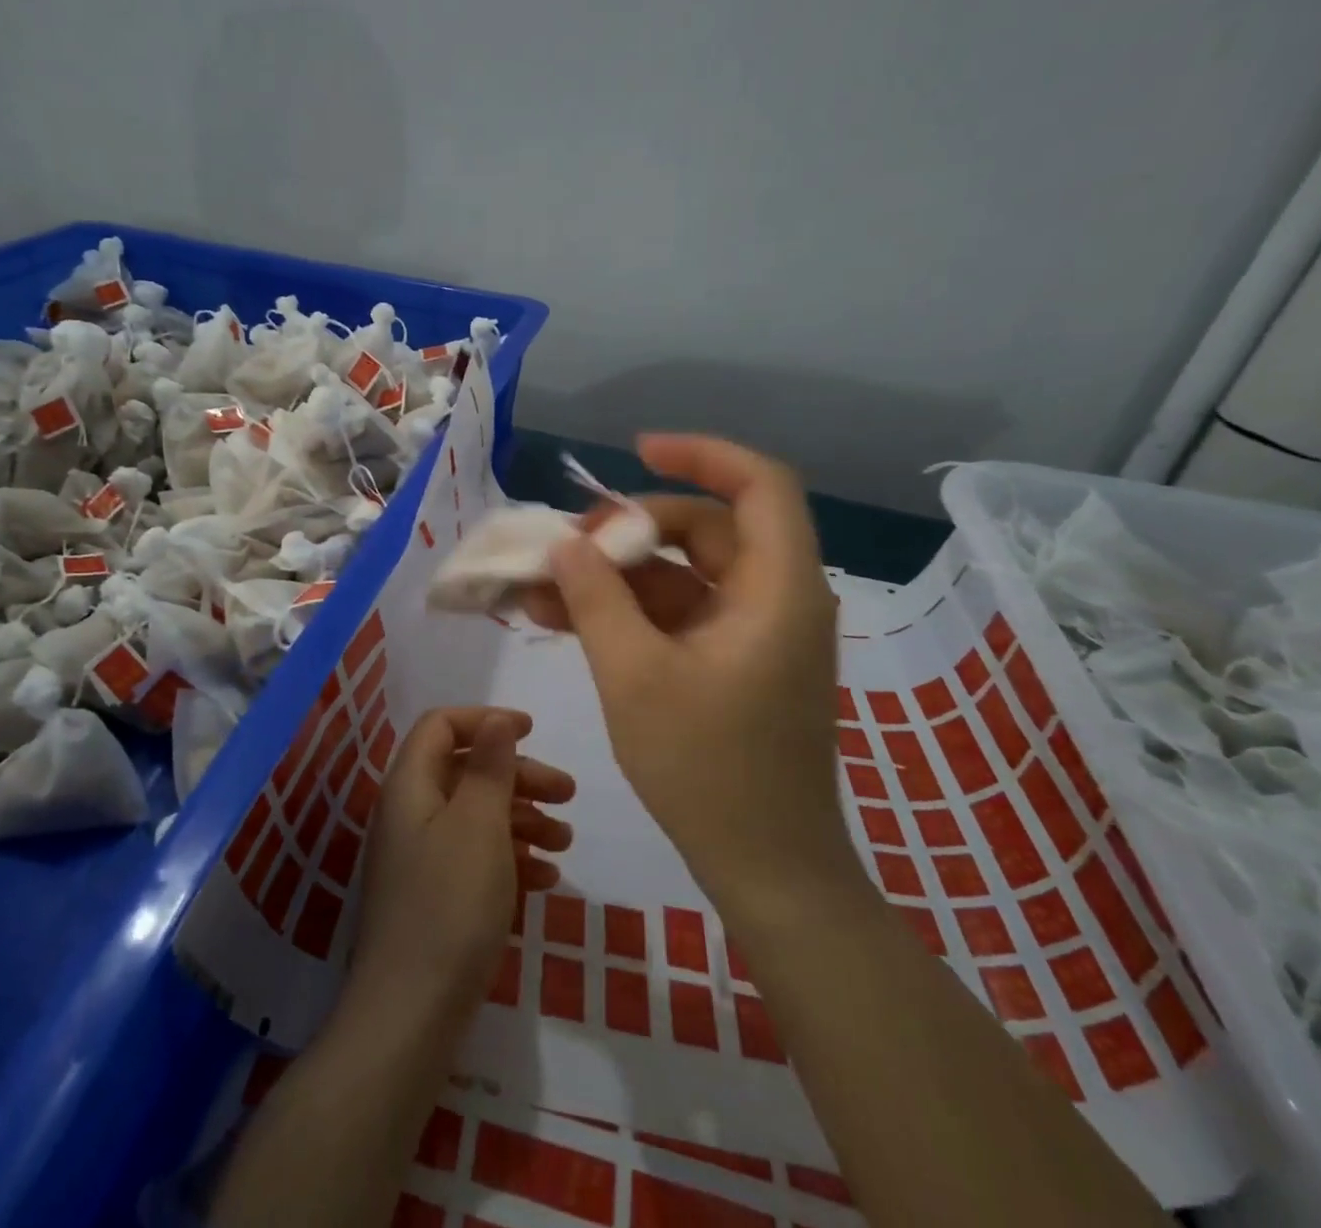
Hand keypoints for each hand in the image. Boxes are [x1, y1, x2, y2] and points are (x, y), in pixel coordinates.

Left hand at [352, 708, 575, 1019]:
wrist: (411, 1015)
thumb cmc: (450, 904)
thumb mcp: (478, 824)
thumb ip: (488, 766)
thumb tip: (495, 720)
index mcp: (410, 786)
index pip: (441, 726)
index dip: (485, 721)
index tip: (532, 731)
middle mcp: (409, 813)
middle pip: (465, 770)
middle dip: (518, 775)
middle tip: (568, 793)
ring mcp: (419, 858)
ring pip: (475, 816)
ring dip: (521, 818)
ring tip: (565, 839)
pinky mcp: (433, 897)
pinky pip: (474, 858)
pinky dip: (510, 858)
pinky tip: (546, 880)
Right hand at [522, 434, 860, 915]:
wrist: (765, 870)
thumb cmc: (708, 770)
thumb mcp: (635, 676)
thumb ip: (596, 599)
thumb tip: (565, 544)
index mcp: (778, 590)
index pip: (759, 485)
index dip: (700, 455)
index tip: (636, 451)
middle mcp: (776, 599)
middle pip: (706, 529)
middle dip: (632, 530)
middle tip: (569, 545)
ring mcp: (753, 633)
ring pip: (683, 575)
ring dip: (616, 577)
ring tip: (542, 589)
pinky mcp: (732, 662)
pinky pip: (678, 614)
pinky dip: (629, 612)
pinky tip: (564, 620)